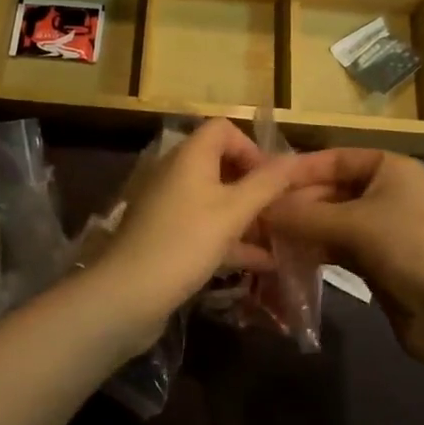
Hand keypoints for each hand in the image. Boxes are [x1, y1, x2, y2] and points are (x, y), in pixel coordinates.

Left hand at [91, 118, 319, 351]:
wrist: (127, 295)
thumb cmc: (184, 242)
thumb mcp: (233, 212)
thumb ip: (267, 184)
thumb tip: (296, 159)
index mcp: (190, 155)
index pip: (224, 129)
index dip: (252, 148)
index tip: (272, 180)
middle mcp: (177, 173)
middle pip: (222, 164)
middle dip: (255, 186)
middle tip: (282, 210)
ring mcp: (169, 206)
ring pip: (216, 200)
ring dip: (247, 215)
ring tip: (281, 237)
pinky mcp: (166, 236)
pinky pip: (205, 227)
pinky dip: (231, 239)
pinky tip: (261, 264)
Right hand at [265, 150, 423, 366]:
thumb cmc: (409, 246)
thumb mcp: (355, 223)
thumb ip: (305, 215)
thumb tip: (260, 209)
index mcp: (390, 167)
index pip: (335, 158)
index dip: (300, 169)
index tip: (263, 181)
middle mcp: (388, 191)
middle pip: (332, 190)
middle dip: (298, 204)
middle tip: (258, 216)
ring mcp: (385, 228)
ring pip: (334, 221)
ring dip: (303, 229)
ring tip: (265, 237)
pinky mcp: (380, 262)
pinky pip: (340, 247)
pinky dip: (317, 250)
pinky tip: (289, 258)